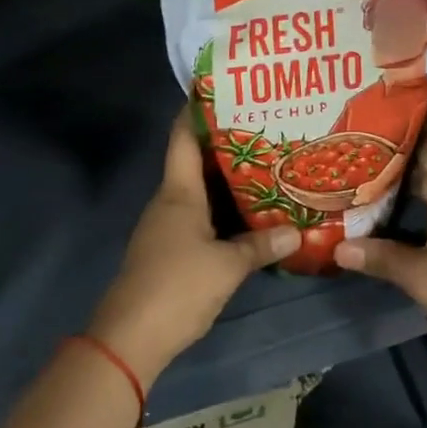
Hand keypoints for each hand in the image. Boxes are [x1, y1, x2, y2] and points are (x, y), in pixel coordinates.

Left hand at [89, 110, 298, 388]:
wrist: (130, 339)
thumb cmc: (177, 287)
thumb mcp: (227, 266)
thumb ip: (261, 246)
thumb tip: (296, 231)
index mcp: (178, 192)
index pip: (183, 137)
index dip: (196, 109)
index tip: (220, 88)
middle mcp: (169, 201)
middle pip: (195, 160)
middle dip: (224, 143)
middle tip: (262, 128)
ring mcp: (166, 226)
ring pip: (198, 190)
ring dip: (225, 179)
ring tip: (263, 165)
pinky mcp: (168, 250)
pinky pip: (198, 215)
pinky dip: (220, 208)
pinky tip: (245, 212)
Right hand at [333, 111, 426, 389]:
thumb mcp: (423, 279)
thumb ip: (381, 258)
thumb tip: (337, 247)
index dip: (424, 107)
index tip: (393, 90)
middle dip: (402, 136)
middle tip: (362, 126)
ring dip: (407, 167)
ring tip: (366, 158)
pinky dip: (415, 193)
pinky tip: (389, 202)